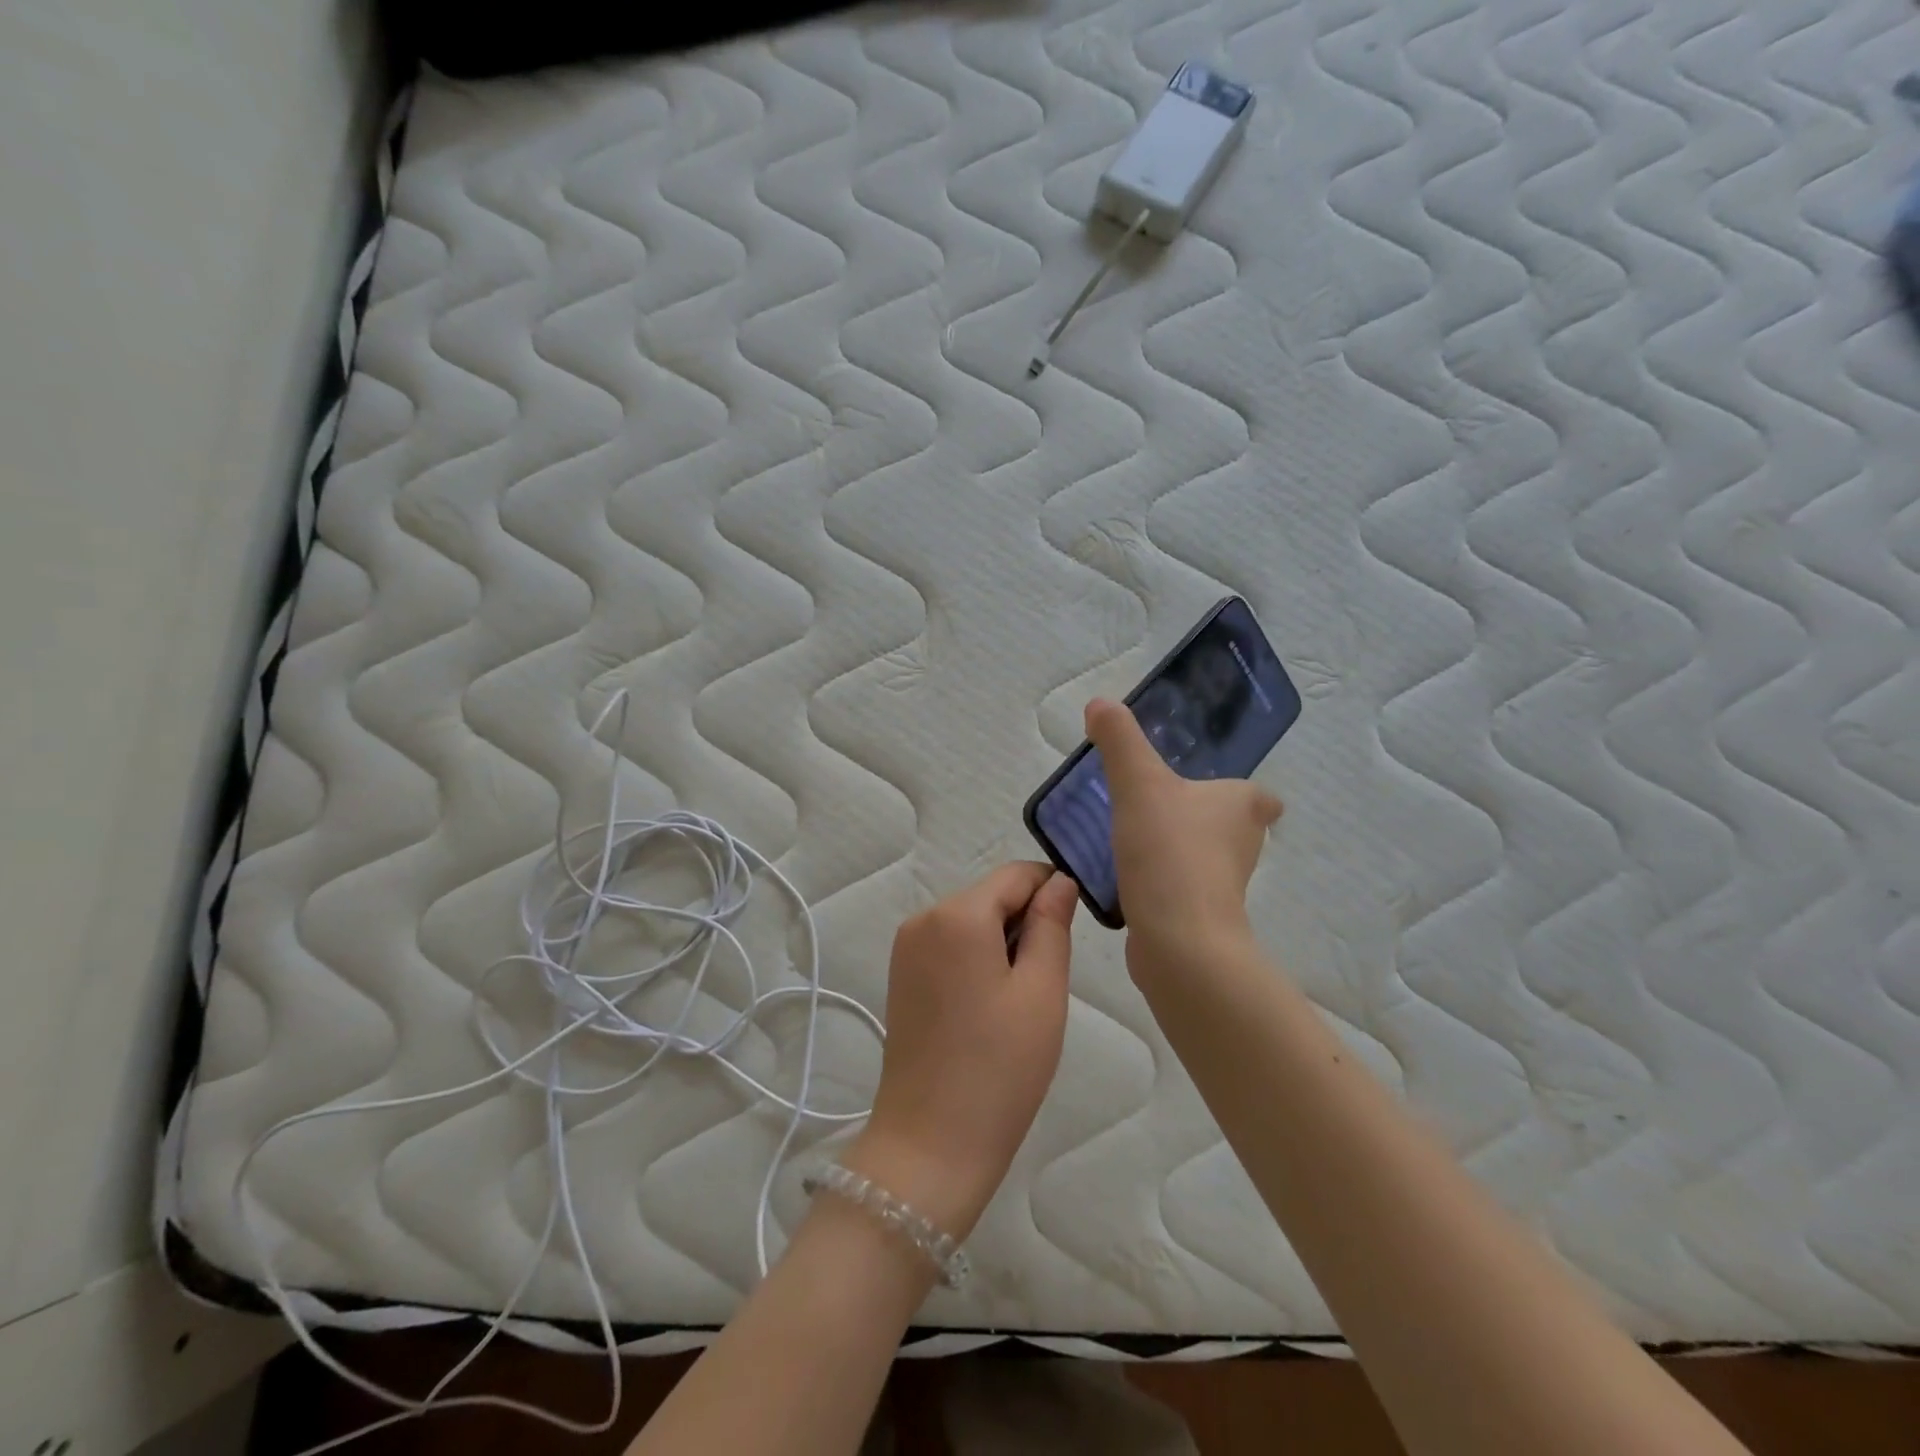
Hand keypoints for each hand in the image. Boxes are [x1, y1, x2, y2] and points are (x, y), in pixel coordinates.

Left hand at [842, 864, 1078, 1241]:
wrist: (929, 1144)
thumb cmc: (999, 1068)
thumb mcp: (1041, 991)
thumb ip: (1052, 924)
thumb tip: (1060, 881)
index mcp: (957, 914)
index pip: (1016, 874)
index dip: (1052, 890)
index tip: (1076, 929)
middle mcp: (923, 917)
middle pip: (991, 895)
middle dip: (1026, 921)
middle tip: (1046, 980)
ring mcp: (906, 947)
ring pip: (971, 920)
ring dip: (1003, 943)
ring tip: (1018, 1001)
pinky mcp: (900, 974)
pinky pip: (950, 944)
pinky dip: (977, 959)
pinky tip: (989, 1007)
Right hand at [1084, 697, 1281, 977]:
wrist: (1178, 940)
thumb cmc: (1169, 851)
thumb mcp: (1138, 782)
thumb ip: (1119, 740)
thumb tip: (1100, 702)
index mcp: (1242, 807)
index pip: (1257, 796)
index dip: (1238, 793)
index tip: (1202, 789)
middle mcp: (1243, 846)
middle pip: (1229, 826)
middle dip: (1199, 818)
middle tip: (1152, 806)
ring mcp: (1224, 887)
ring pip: (1204, 858)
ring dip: (1178, 849)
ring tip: (1134, 839)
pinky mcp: (1202, 918)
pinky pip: (1182, 888)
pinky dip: (1163, 881)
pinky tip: (1129, 877)